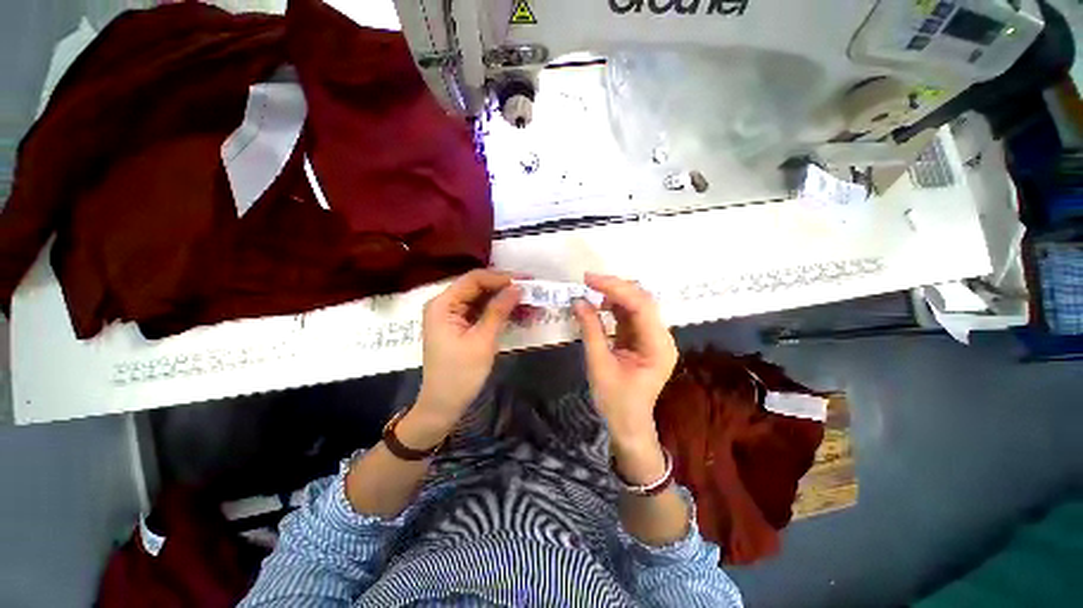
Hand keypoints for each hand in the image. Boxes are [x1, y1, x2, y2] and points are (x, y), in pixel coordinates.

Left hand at [414, 270, 521, 432]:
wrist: (444, 406)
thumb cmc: (460, 374)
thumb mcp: (483, 340)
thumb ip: (499, 310)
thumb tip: (517, 287)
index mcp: (443, 304)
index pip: (474, 279)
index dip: (501, 277)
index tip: (526, 281)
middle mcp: (445, 304)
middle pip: (478, 287)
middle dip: (505, 288)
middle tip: (531, 290)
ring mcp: (453, 315)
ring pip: (482, 299)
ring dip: (505, 300)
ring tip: (529, 302)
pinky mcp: (461, 325)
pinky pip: (482, 311)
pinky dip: (499, 312)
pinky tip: (518, 313)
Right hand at [573, 273, 677, 481]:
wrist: (628, 424)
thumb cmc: (615, 401)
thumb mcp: (599, 365)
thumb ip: (590, 330)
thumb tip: (578, 301)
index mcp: (658, 346)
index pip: (641, 306)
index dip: (616, 288)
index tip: (590, 279)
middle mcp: (661, 338)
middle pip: (642, 301)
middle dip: (615, 287)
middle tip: (588, 281)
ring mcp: (653, 337)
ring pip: (636, 305)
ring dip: (614, 295)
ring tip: (590, 290)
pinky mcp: (643, 339)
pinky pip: (630, 316)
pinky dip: (614, 306)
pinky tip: (599, 304)